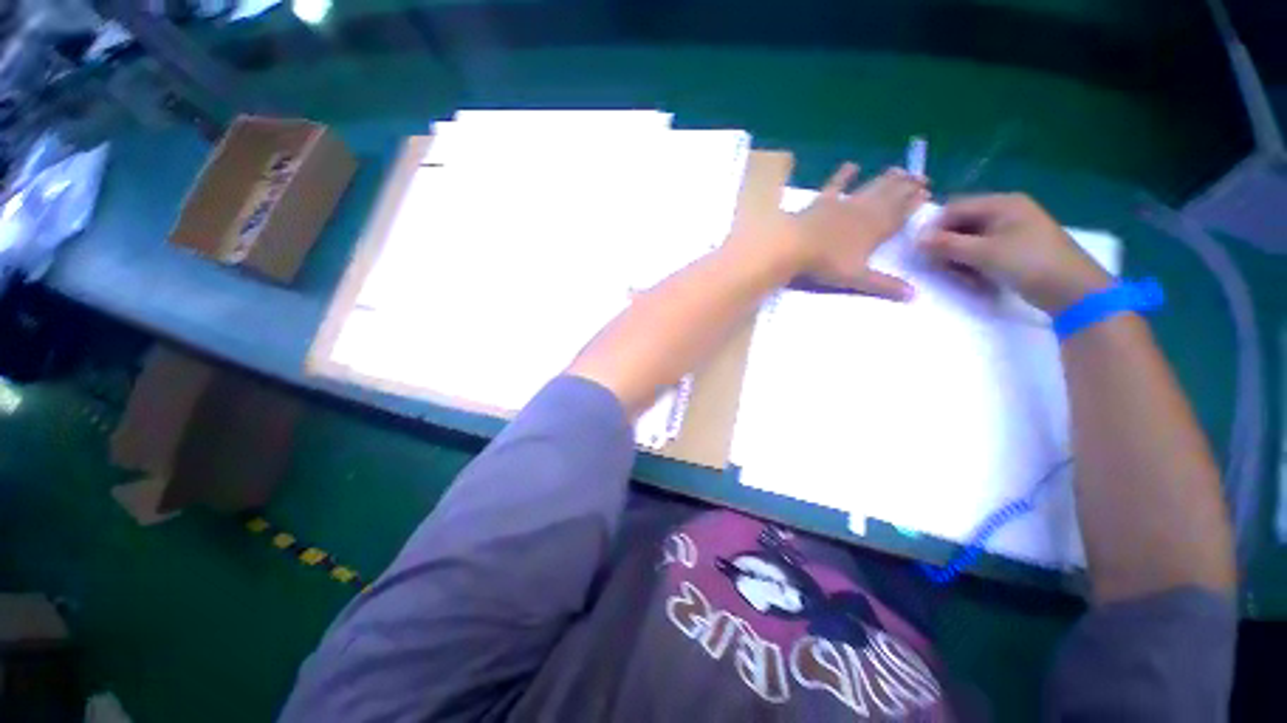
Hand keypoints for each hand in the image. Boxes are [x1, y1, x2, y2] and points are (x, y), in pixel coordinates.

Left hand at [790, 164, 927, 300]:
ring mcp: (843, 204)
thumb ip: (884, 285)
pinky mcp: (822, 201)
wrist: (794, 246)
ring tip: (900, 169)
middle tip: (921, 176)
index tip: (927, 193)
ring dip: (886, 179)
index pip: (900, 214)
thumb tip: (913, 296)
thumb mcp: (856, 278)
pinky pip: (836, 184)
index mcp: (876, 230)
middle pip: (890, 197)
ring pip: (870, 188)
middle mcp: (864, 212)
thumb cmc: (826, 264)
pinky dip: (844, 175)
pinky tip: (852, 165)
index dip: (913, 204)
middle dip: (906, 187)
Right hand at [919, 193, 1111, 312]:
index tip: (922, 251)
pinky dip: (974, 262)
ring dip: (959, 257)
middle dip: (947, 245)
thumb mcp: (983, 253)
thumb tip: (916, 240)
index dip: (934, 228)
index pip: (954, 208)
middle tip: (941, 267)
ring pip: (970, 239)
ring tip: (961, 277)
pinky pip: (984, 249)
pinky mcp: (1016, 247)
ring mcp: (1013, 229)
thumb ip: (946, 245)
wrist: (1073, 289)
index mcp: (1001, 203)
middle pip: (961, 223)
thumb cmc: (1028, 263)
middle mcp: (1006, 210)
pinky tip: (975, 278)